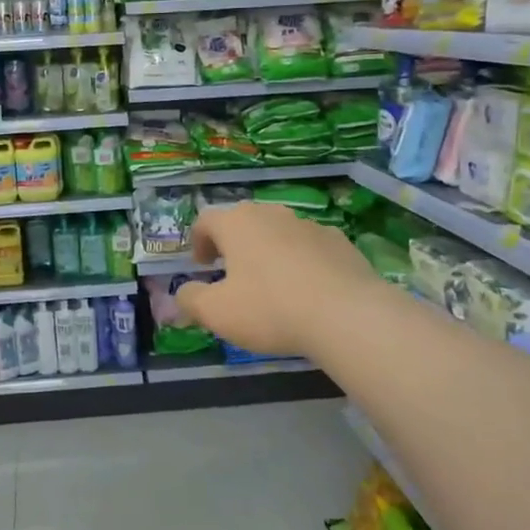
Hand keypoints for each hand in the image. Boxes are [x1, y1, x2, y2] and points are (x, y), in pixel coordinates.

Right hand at [175, 202, 385, 360]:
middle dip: (233, 244)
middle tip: (231, 272)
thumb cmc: (269, 308)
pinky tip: (305, 290)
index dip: (198, 241)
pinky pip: (309, 247)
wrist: (346, 314)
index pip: (206, 220)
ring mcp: (309, 225)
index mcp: (237, 223)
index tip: (201, 266)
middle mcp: (271, 214)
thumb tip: (182, 293)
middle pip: (243, 221)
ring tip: (270, 284)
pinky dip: (300, 261)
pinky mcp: (340, 242)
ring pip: (278, 232)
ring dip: (267, 251)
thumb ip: (190, 299)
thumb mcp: (216, 312)